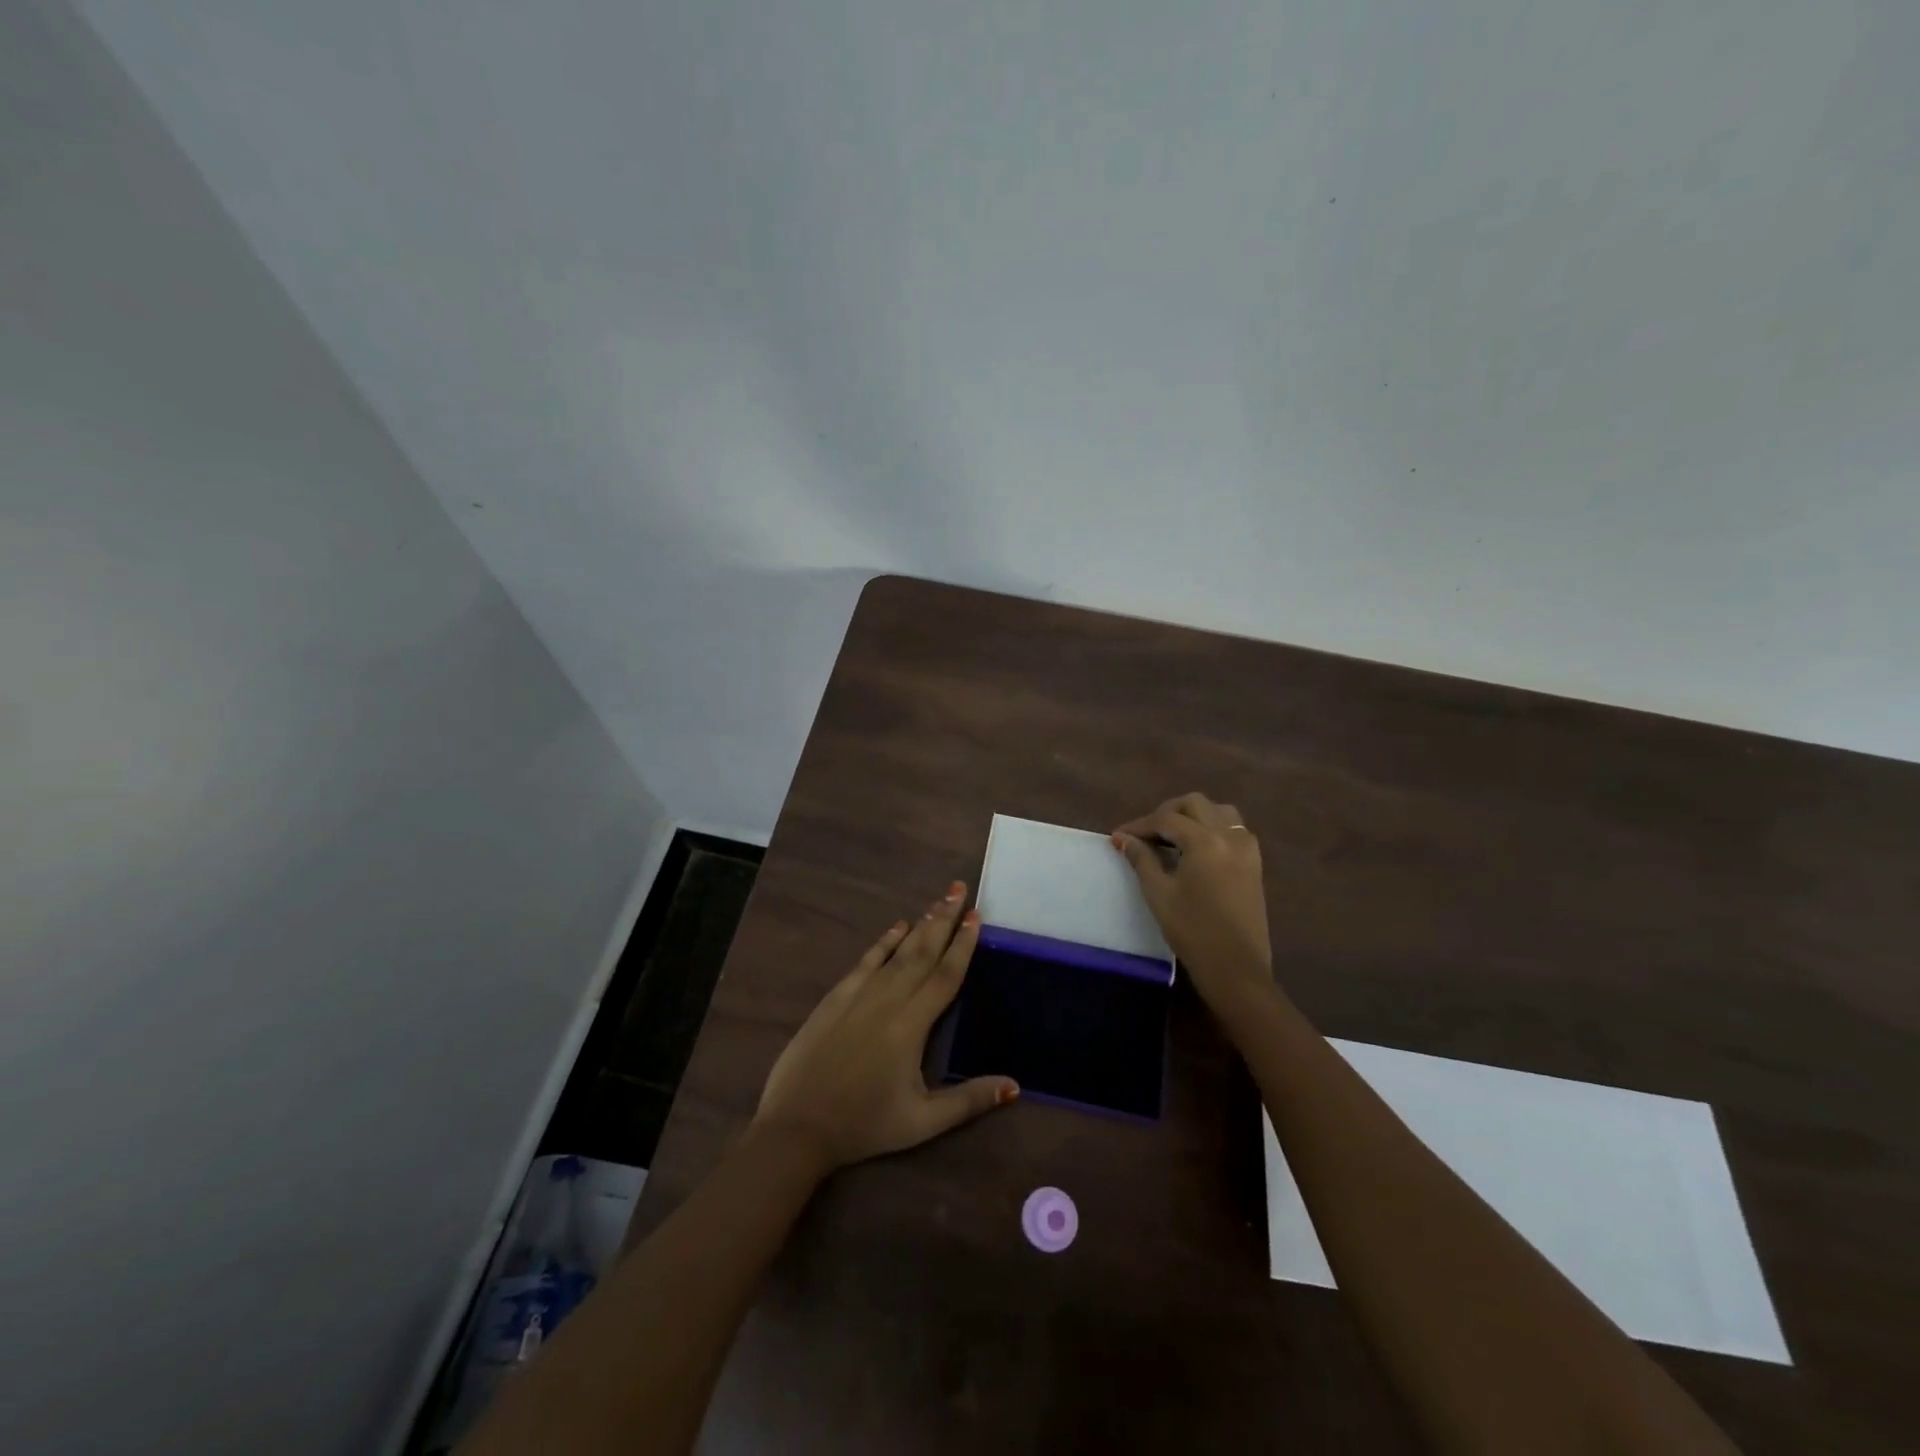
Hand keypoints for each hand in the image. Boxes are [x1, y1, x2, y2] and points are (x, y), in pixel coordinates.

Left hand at [753, 881, 1018, 1172]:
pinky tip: (897, 926)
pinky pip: (865, 961)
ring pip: (896, 951)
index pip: (944, 976)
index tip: (976, 916)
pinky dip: (883, 941)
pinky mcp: (835, 998)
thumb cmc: (863, 1125)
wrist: (796, 1126)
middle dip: (943, 920)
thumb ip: (968, 1101)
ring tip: (938, 902)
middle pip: (922, 952)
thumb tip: (1014, 1086)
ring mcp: (858, 995)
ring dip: (919, 925)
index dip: (962, 945)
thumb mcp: (922, 1122)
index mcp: (911, 1026)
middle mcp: (887, 1000)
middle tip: (959, 890)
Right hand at [1112, 793, 1274, 1017]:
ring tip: (1171, 836)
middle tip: (1145, 834)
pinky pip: (1233, 829)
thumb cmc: (1192, 931)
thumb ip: (1141, 859)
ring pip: (1218, 811)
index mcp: (1205, 841)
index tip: (1119, 836)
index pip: (1166, 819)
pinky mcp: (1254, 863)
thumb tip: (1123, 838)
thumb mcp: (1159, 893)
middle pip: (1195, 804)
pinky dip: (1211, 827)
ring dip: (1192, 815)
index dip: (1139, 825)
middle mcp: (1230, 836)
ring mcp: (1247, 848)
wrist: (1235, 967)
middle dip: (1167, 812)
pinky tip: (1195, 848)